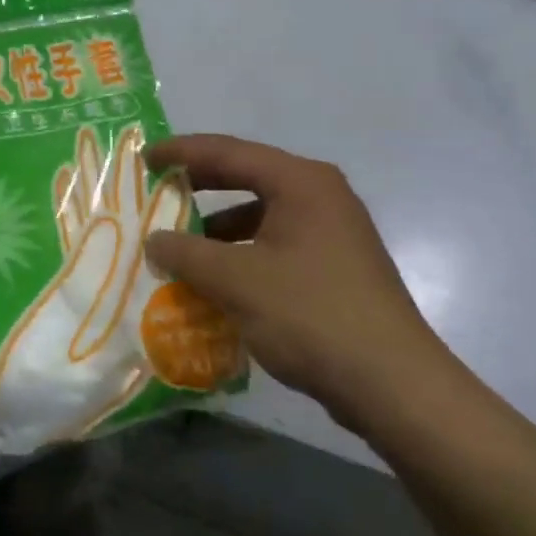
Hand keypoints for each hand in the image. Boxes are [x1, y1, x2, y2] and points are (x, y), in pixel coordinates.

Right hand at [142, 134, 459, 429]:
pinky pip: (273, 246)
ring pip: (259, 216)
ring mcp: (331, 233)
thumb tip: (155, 240)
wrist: (391, 384)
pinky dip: (239, 256)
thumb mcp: (235, 280)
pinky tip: (214, 282)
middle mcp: (320, 197)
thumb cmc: (310, 315)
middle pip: (246, 177)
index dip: (182, 153)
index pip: (229, 151)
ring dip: (216, 230)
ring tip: (177, 246)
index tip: (144, 159)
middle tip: (155, 193)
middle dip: (198, 187)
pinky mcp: (333, 268)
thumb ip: (186, 253)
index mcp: (301, 183)